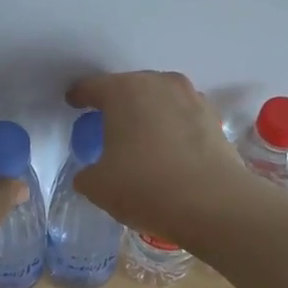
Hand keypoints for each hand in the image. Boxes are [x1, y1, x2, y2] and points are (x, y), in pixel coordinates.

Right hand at [66, 71, 257, 243]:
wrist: (213, 204)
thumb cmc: (145, 186)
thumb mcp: (98, 186)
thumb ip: (87, 173)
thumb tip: (92, 173)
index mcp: (123, 91)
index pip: (92, 87)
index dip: (79, 96)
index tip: (73, 103)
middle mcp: (158, 83)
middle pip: (129, 87)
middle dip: (116, 103)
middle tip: (106, 124)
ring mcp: (191, 98)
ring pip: (160, 99)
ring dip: (148, 113)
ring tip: (140, 137)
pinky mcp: (214, 118)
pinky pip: (183, 116)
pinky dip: (172, 127)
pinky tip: (168, 150)